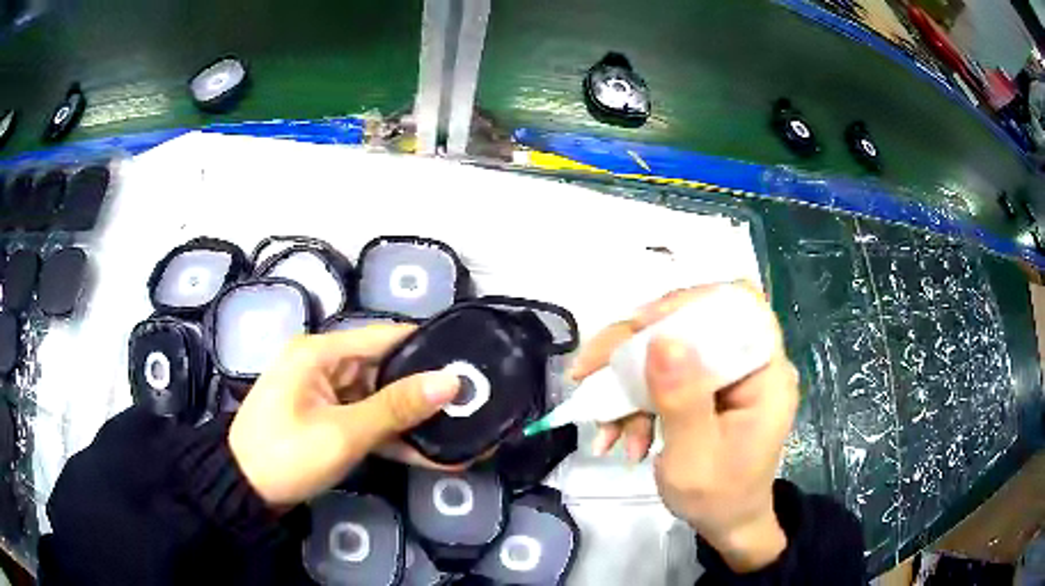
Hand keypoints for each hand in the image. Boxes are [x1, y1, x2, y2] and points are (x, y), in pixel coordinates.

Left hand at [229, 324, 460, 507]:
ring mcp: (326, 394)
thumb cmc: (286, 455)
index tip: (471, 363)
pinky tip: (430, 454)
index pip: (386, 337)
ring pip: (380, 400)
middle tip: (474, 404)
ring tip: (461, 431)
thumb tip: (451, 381)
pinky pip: (368, 421)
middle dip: (426, 391)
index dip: (428, 348)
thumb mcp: (343, 433)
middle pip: (385, 370)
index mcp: (321, 352)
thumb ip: (397, 408)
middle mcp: (325, 364)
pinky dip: (393, 437)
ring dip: (413, 420)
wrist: (244, 491)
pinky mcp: (328, 419)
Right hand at [570, 283, 798, 571]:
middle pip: (690, 323)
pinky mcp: (703, 386)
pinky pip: (661, 375)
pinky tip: (617, 435)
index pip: (737, 307)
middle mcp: (747, 363)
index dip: (688, 304)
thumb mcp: (695, 459)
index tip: (638, 326)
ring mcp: (724, 374)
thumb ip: (682, 401)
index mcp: (765, 373)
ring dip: (626, 383)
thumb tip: (661, 340)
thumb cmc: (718, 498)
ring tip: (604, 426)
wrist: (725, 522)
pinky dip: (632, 401)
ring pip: (667, 349)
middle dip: (634, 348)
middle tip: (590, 370)